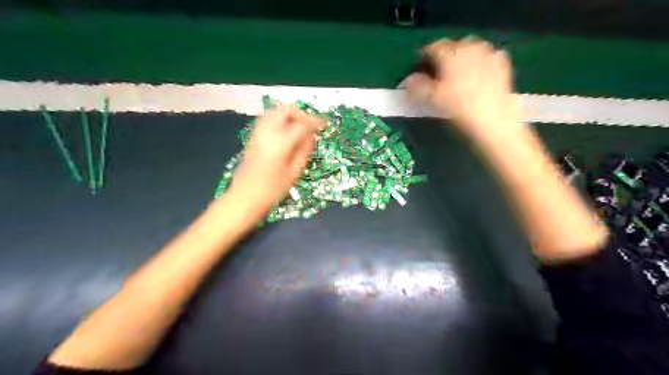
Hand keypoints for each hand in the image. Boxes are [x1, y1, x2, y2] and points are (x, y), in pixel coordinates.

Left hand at [226, 104, 324, 216]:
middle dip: (301, 114)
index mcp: (280, 143)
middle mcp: (267, 133)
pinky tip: (286, 132)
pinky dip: (279, 120)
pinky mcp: (252, 138)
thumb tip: (311, 137)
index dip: (315, 122)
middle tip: (311, 125)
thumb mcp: (293, 173)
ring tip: (300, 127)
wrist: (244, 198)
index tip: (325, 124)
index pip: (301, 125)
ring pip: (274, 112)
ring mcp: (257, 134)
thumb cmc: (271, 190)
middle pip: (285, 111)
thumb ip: (304, 152)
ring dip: (289, 115)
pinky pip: (267, 120)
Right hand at [403, 37, 521, 140]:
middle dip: (444, 57)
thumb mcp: (432, 99)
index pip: (431, 48)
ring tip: (458, 75)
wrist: (493, 120)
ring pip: (470, 49)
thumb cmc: (458, 108)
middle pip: (451, 46)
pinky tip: (477, 76)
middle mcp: (469, 46)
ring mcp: (488, 52)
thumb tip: (408, 80)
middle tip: (439, 74)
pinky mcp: (502, 63)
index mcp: (449, 53)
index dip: (423, 58)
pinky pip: (486, 56)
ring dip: (461, 58)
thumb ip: (417, 87)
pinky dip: (479, 62)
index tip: (420, 69)